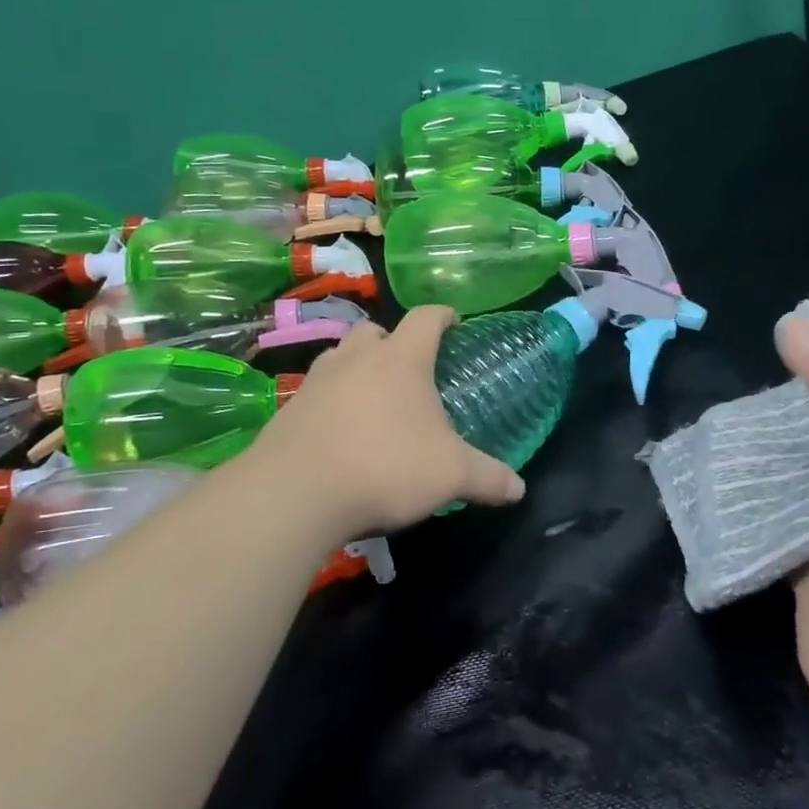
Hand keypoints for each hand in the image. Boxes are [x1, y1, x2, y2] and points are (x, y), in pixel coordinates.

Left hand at [246, 306, 525, 544]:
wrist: (296, 493)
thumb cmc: (385, 467)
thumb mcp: (450, 475)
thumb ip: (487, 478)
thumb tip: (519, 489)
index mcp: (401, 360)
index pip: (426, 318)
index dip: (442, 315)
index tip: (453, 322)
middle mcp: (356, 358)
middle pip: (375, 330)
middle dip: (394, 341)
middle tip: (409, 368)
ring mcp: (317, 380)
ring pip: (341, 356)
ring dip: (358, 366)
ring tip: (373, 398)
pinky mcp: (289, 408)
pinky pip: (316, 391)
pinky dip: (332, 400)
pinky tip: (340, 432)